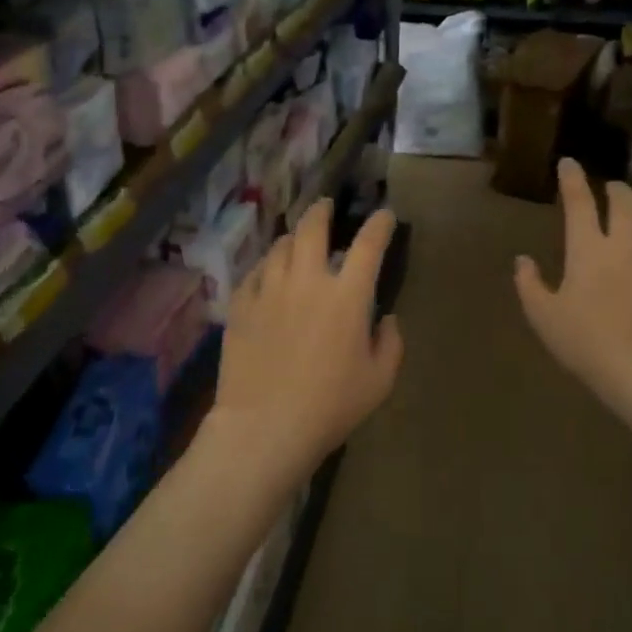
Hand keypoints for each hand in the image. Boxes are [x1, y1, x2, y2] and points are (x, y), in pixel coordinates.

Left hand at [207, 200, 402, 488]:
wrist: (265, 425)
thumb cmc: (331, 406)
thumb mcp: (379, 381)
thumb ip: (390, 343)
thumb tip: (386, 318)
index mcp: (347, 296)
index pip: (368, 245)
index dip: (379, 225)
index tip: (385, 216)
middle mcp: (306, 281)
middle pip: (312, 228)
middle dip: (322, 211)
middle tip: (325, 206)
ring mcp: (268, 290)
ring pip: (279, 247)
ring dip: (292, 238)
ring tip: (296, 240)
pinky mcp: (240, 306)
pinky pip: (254, 273)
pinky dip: (266, 267)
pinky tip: (267, 274)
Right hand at [514, 159, 631, 426]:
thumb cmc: (585, 343)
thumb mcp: (543, 317)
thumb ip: (529, 284)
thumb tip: (523, 260)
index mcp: (588, 249)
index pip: (580, 200)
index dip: (572, 178)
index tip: (569, 162)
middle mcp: (626, 244)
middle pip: (625, 200)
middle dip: (614, 188)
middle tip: (607, 190)